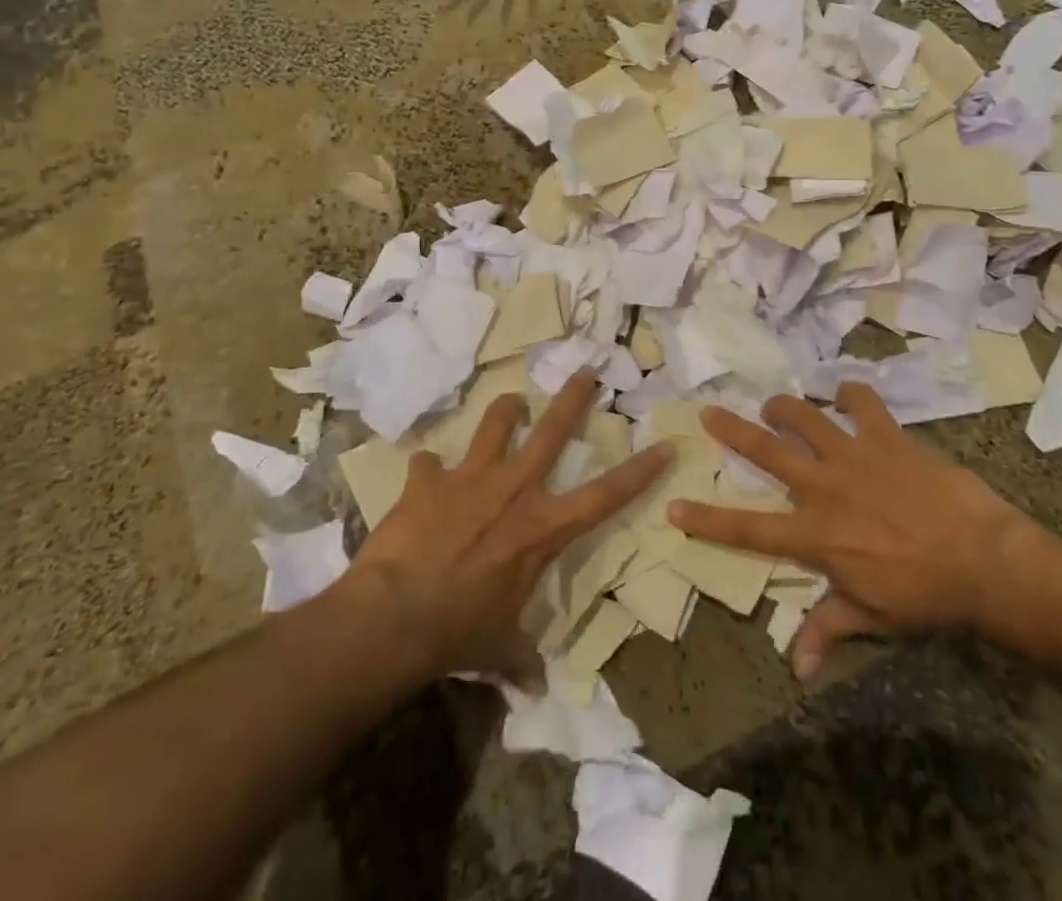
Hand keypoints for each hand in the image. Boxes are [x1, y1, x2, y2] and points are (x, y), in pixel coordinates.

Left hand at [347, 370, 671, 688]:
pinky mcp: (428, 481)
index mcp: (542, 528)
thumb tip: (536, 690)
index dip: (640, 471)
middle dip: (573, 397)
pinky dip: (427, 470)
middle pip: (552, 430)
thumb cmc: (459, 633)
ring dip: (505, 410)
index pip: (605, 496)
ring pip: (495, 424)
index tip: (664, 444)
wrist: (396, 616)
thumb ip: (521, 659)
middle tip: (587, 370)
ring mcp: (470, 478)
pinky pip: (427, 464)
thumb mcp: (499, 648)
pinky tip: (423, 477)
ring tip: (511, 403)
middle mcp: (513, 490)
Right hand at [669, 383, 1039, 679]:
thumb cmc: (925, 595)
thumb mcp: (872, 617)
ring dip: (785, 407)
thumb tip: (794, 669)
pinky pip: (862, 401)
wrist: (983, 559)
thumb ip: (827, 630)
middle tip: (709, 412)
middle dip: (732, 430)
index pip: (749, 529)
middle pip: (767, 451)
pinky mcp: (886, 436)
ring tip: (775, 406)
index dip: (707, 520)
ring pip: (806, 416)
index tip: (673, 507)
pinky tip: (845, 393)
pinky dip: (850, 393)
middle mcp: (824, 487)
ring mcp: (854, 455)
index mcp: (816, 535)